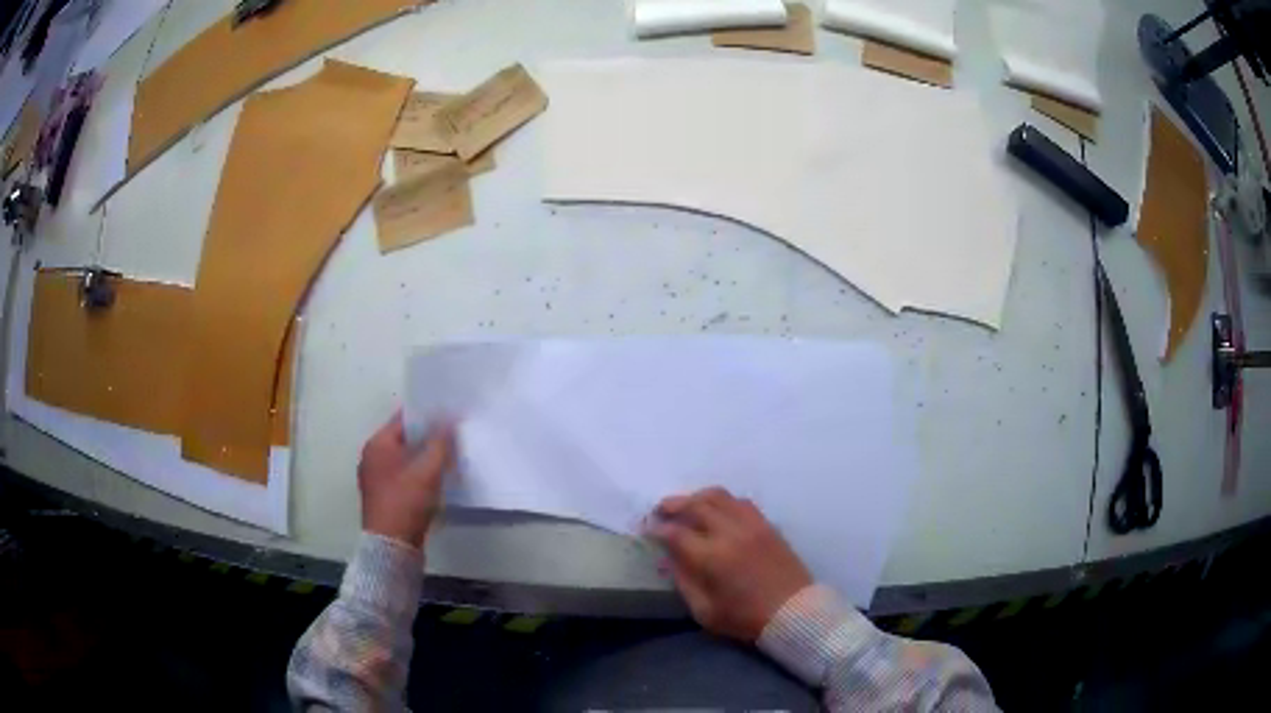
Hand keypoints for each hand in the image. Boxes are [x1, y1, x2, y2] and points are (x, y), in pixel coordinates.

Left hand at [358, 412, 454, 549]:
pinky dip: (421, 475)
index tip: (450, 413)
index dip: (427, 415)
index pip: (404, 419)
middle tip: (455, 434)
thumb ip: (440, 442)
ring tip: (451, 456)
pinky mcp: (386, 497)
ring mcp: (377, 479)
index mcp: (377, 445)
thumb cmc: (406, 501)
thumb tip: (449, 419)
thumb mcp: (427, 469)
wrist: (392, 546)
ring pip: (406, 460)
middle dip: (429, 437)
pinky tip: (439, 480)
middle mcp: (373, 458)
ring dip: (426, 458)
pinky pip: (406, 477)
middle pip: (405, 439)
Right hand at [650, 487, 811, 641]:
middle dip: (673, 505)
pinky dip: (722, 502)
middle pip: (696, 505)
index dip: (658, 529)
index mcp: (712, 557)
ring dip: (697, 497)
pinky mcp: (767, 525)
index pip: (676, 532)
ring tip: (686, 506)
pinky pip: (740, 502)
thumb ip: (683, 582)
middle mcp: (730, 533)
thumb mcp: (705, 611)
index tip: (647, 529)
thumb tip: (667, 560)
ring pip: (719, 496)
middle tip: (660, 511)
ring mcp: (751, 525)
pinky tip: (716, 512)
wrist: (794, 612)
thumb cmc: (746, 618)